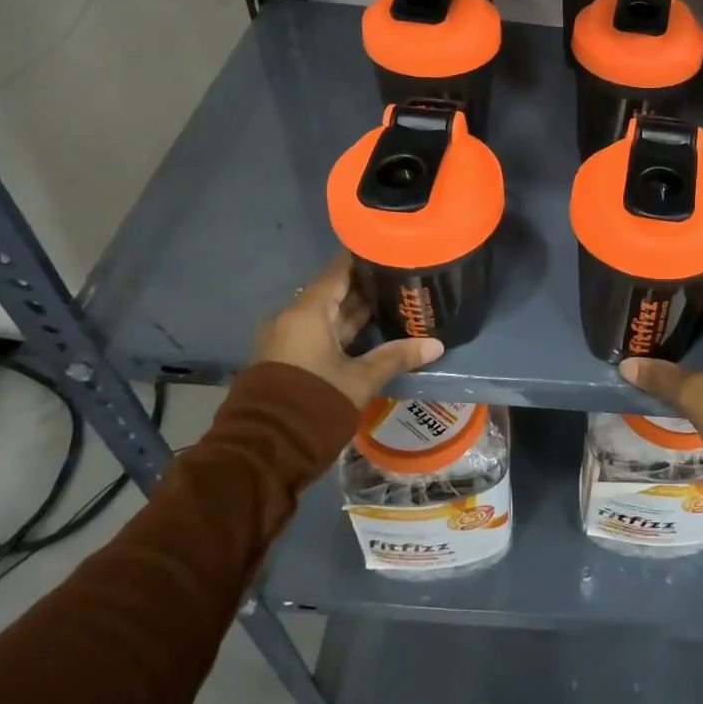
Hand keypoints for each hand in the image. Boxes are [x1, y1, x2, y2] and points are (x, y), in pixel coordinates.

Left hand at [251, 253, 443, 406]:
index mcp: (307, 312)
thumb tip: (437, 344)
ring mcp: (286, 339)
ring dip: (355, 310)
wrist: (265, 451)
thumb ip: (396, 357)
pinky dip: (342, 330)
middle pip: (333, 292)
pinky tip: (371, 331)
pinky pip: (317, 333)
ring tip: (392, 302)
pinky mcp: (286, 359)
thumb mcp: (361, 380)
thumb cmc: (315, 403)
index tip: (391, 252)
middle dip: (365, 287)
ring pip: (326, 315)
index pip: (338, 271)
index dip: (364, 259)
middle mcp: (292, 318)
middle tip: (401, 279)